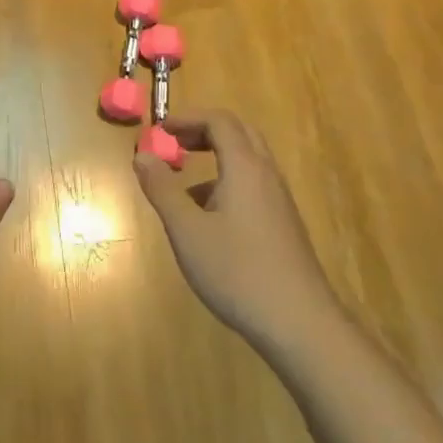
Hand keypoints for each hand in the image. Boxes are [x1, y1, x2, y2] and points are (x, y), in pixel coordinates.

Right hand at [133, 110, 337, 352]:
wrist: (300, 324)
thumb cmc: (237, 271)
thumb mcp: (187, 231)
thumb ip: (162, 189)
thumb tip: (142, 154)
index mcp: (245, 167)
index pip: (220, 121)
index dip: (187, 118)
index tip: (159, 130)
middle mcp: (267, 175)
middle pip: (239, 133)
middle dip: (203, 131)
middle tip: (174, 144)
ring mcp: (279, 201)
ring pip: (247, 162)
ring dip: (215, 158)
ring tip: (182, 186)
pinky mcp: (283, 225)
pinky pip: (253, 186)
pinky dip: (226, 183)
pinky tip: (207, 221)